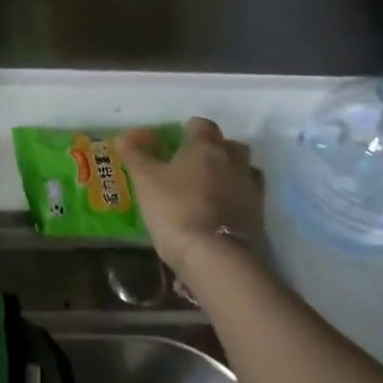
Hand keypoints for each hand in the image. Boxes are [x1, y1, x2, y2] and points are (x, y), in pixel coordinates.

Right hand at [118, 118, 266, 273]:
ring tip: (210, 188)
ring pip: (244, 170)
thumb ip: (135, 156)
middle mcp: (233, 161)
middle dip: (215, 150)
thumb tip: (124, 138)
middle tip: (194, 164)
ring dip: (230, 173)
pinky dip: (237, 199)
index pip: (202, 125)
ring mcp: (250, 189)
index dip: (190, 130)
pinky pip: (248, 198)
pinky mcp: (259, 216)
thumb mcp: (145, 181)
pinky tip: (221, 211)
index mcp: (205, 147)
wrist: (216, 257)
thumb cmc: (176, 208)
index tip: (177, 141)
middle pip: (230, 145)